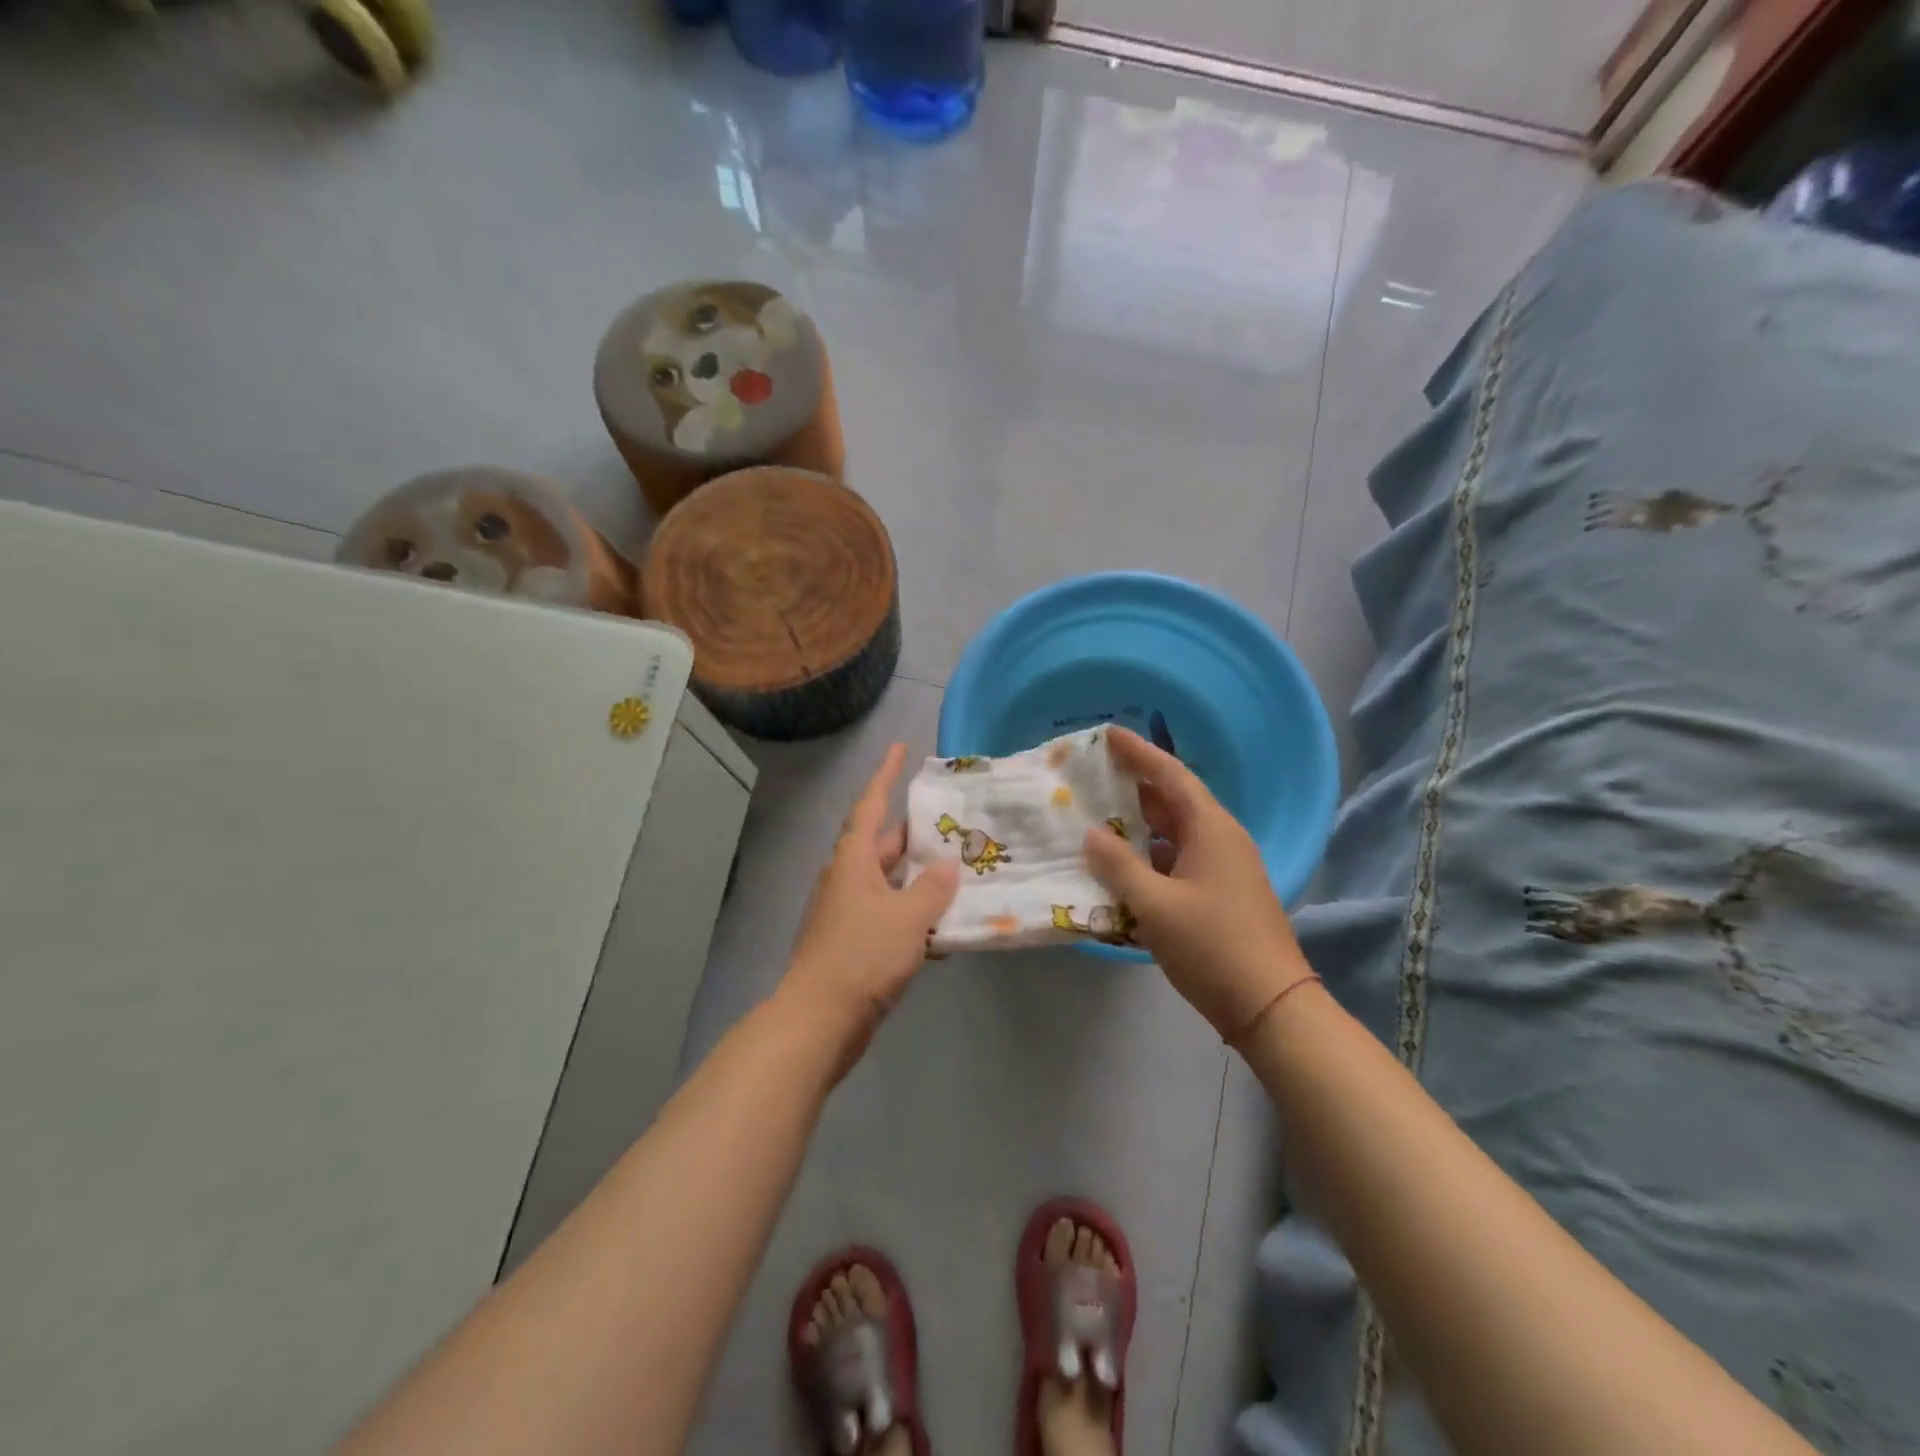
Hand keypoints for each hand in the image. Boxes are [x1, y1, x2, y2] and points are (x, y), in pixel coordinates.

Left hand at [784, 744, 959, 1068]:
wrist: (821, 1019)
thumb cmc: (863, 955)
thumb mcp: (908, 917)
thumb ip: (933, 887)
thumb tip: (947, 866)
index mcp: (854, 860)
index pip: (871, 805)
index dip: (886, 774)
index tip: (900, 748)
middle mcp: (848, 878)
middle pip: (884, 844)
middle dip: (916, 833)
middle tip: (953, 822)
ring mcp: (849, 911)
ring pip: (890, 881)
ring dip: (920, 877)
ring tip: (959, 871)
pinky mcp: (854, 942)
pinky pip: (890, 914)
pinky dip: (915, 914)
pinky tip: (945, 928)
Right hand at [1082, 727, 1313, 1040]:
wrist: (1270, 1005)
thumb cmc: (1212, 946)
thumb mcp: (1155, 905)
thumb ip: (1118, 866)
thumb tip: (1091, 834)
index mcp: (1211, 830)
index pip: (1171, 776)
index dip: (1139, 753)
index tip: (1109, 734)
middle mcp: (1221, 840)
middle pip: (1173, 801)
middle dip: (1135, 787)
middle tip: (1095, 775)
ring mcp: (1224, 869)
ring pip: (1175, 834)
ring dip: (1140, 825)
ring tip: (1099, 817)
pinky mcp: (1221, 895)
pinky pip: (1179, 861)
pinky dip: (1150, 857)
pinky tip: (1123, 868)